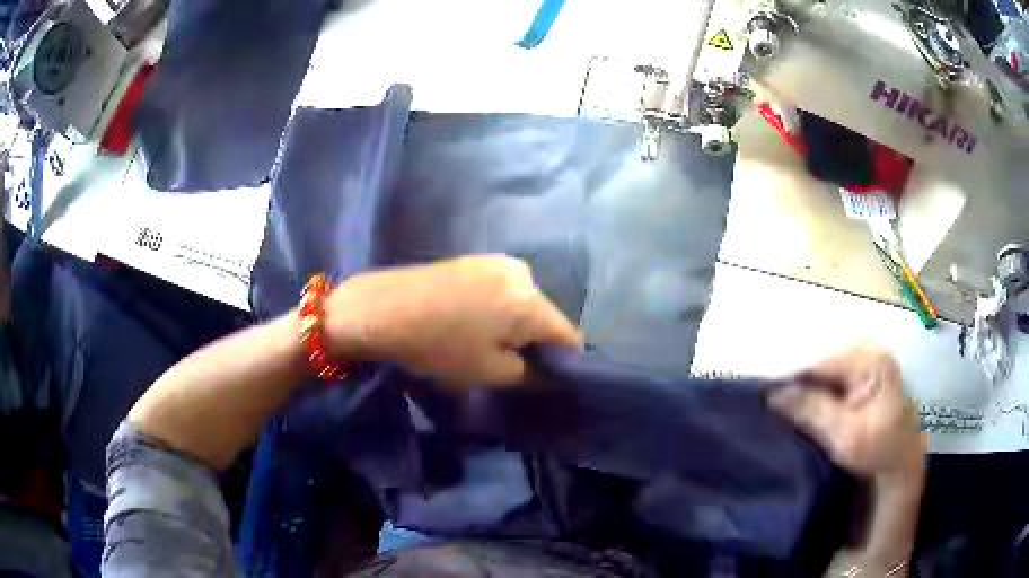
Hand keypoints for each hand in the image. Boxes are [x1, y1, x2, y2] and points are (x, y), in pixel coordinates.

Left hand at [323, 255, 582, 386]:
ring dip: (515, 324)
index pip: (568, 335)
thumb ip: (531, 374)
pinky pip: (504, 290)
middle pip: (546, 316)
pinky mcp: (476, 259)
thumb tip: (549, 372)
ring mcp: (498, 261)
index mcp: (531, 300)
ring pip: (524, 303)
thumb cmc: (437, 347)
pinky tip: (471, 320)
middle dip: (535, 341)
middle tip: (507, 362)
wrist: (381, 310)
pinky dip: (498, 308)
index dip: (563, 362)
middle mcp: (523, 272)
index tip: (545, 378)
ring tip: (484, 340)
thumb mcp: (489, 372)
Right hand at [769, 344, 924, 482]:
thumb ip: (811, 410)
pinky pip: (827, 380)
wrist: (899, 466)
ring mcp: (863, 365)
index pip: (819, 362)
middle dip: (792, 381)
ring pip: (821, 371)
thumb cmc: (878, 451)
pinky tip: (794, 405)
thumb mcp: (845, 436)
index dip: (788, 376)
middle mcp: (866, 353)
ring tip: (772, 403)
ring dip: (799, 388)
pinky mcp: (859, 378)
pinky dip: (809, 393)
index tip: (757, 393)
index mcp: (869, 361)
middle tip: (763, 401)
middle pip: (818, 363)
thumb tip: (771, 394)